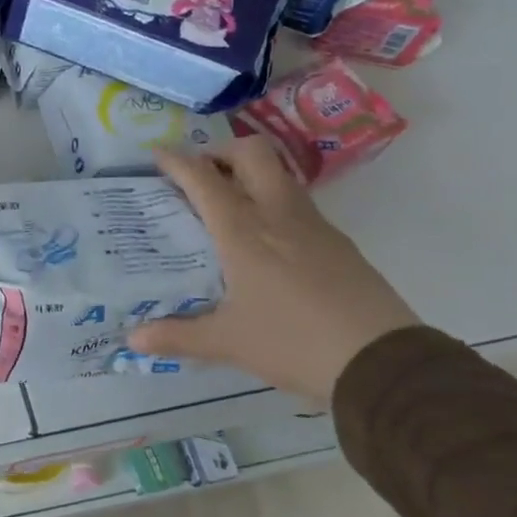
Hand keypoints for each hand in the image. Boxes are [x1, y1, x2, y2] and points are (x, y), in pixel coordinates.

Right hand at [128, 136, 419, 402]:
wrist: (384, 364)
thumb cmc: (293, 342)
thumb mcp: (228, 342)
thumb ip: (177, 336)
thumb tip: (133, 340)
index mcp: (243, 231)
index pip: (203, 178)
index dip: (176, 161)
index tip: (156, 154)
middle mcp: (278, 215)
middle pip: (252, 153)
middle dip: (221, 152)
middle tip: (199, 175)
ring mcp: (315, 226)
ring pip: (279, 175)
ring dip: (249, 175)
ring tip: (227, 205)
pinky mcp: (339, 244)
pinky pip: (298, 205)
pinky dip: (273, 204)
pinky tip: (265, 242)